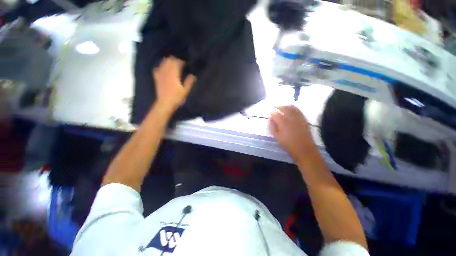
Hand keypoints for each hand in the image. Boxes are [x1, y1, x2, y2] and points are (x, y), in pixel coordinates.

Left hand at [153, 56, 195, 110]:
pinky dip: (161, 66)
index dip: (181, 62)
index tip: (185, 63)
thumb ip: (189, 82)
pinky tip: (163, 68)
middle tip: (179, 63)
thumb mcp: (185, 91)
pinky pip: (157, 68)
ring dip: (168, 61)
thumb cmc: (177, 97)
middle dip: (175, 60)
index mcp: (174, 74)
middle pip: (169, 60)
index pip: (177, 63)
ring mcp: (160, 74)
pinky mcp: (157, 78)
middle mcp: (166, 72)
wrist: (165, 103)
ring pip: (163, 63)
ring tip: (172, 64)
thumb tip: (193, 75)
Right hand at [269, 105, 317, 162]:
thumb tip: (270, 119)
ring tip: (282, 106)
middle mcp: (291, 118)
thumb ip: (272, 127)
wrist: (304, 149)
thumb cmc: (288, 144)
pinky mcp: (304, 120)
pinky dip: (294, 107)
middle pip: (284, 108)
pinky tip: (291, 108)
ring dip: (286, 105)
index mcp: (283, 123)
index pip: (276, 114)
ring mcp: (298, 118)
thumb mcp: (277, 137)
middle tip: (274, 106)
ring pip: (292, 108)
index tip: (269, 112)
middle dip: (278, 106)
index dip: (272, 112)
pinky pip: (298, 110)